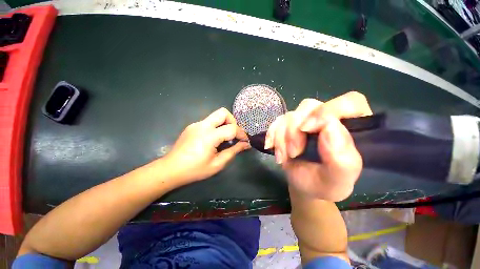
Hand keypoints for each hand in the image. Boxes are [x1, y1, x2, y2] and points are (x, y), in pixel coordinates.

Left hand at [165, 107, 249, 182]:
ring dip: (224, 124)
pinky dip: (216, 127)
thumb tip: (245, 144)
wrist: (170, 169)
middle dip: (233, 121)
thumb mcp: (217, 164)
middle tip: (234, 134)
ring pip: (215, 116)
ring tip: (225, 138)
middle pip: (223, 112)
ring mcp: (196, 124)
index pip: (232, 128)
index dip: (241, 134)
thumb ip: (233, 151)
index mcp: (209, 136)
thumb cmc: (195, 170)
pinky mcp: (192, 126)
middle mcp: (202, 125)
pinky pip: (209, 122)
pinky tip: (214, 139)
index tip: (245, 141)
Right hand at [265, 92, 371, 200]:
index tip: (307, 129)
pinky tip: (271, 146)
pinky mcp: (289, 125)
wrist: (304, 186)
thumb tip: (330, 127)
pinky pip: (277, 121)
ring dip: (281, 137)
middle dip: (295, 130)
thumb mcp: (337, 181)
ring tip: (283, 157)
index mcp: (353, 129)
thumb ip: (342, 160)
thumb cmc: (324, 184)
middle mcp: (328, 119)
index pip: (349, 102)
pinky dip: (272, 134)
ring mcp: (306, 120)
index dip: (328, 110)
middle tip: (293, 153)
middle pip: (310, 107)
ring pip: (290, 115)